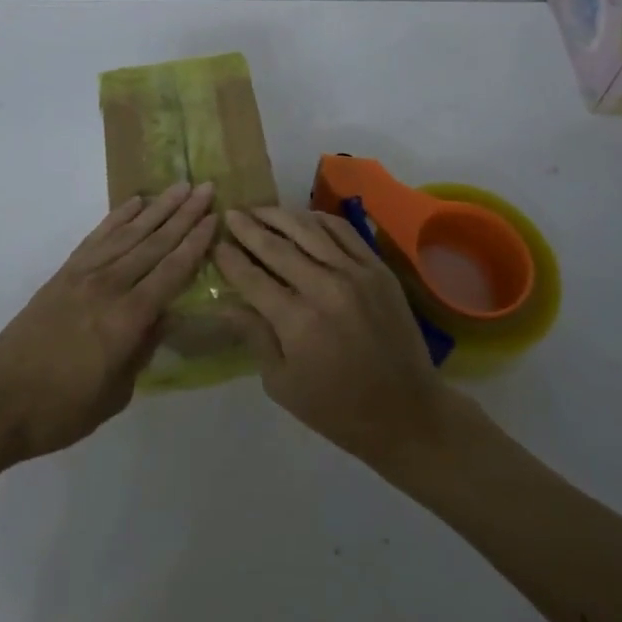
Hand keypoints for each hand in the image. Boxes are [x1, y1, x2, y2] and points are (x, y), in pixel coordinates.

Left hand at [0, 182, 217, 466]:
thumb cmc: (61, 410)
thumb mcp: (115, 393)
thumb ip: (142, 350)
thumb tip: (162, 317)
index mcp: (127, 319)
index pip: (171, 272)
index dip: (195, 244)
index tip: (215, 218)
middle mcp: (109, 287)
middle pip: (154, 243)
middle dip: (184, 215)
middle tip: (207, 188)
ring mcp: (83, 275)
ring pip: (129, 233)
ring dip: (157, 208)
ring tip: (180, 187)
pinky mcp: (63, 274)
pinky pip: (98, 237)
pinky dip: (118, 218)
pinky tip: (135, 203)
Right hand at [214, 207, 456, 468]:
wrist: (406, 411)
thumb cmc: (336, 408)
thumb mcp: (282, 384)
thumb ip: (255, 336)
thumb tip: (226, 303)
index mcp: (297, 321)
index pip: (252, 277)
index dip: (229, 258)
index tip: (214, 244)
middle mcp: (325, 287)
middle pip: (276, 246)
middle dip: (248, 228)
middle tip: (230, 214)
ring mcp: (355, 273)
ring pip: (309, 229)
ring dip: (279, 216)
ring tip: (259, 210)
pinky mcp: (378, 268)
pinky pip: (343, 231)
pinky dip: (318, 219)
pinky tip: (302, 218)